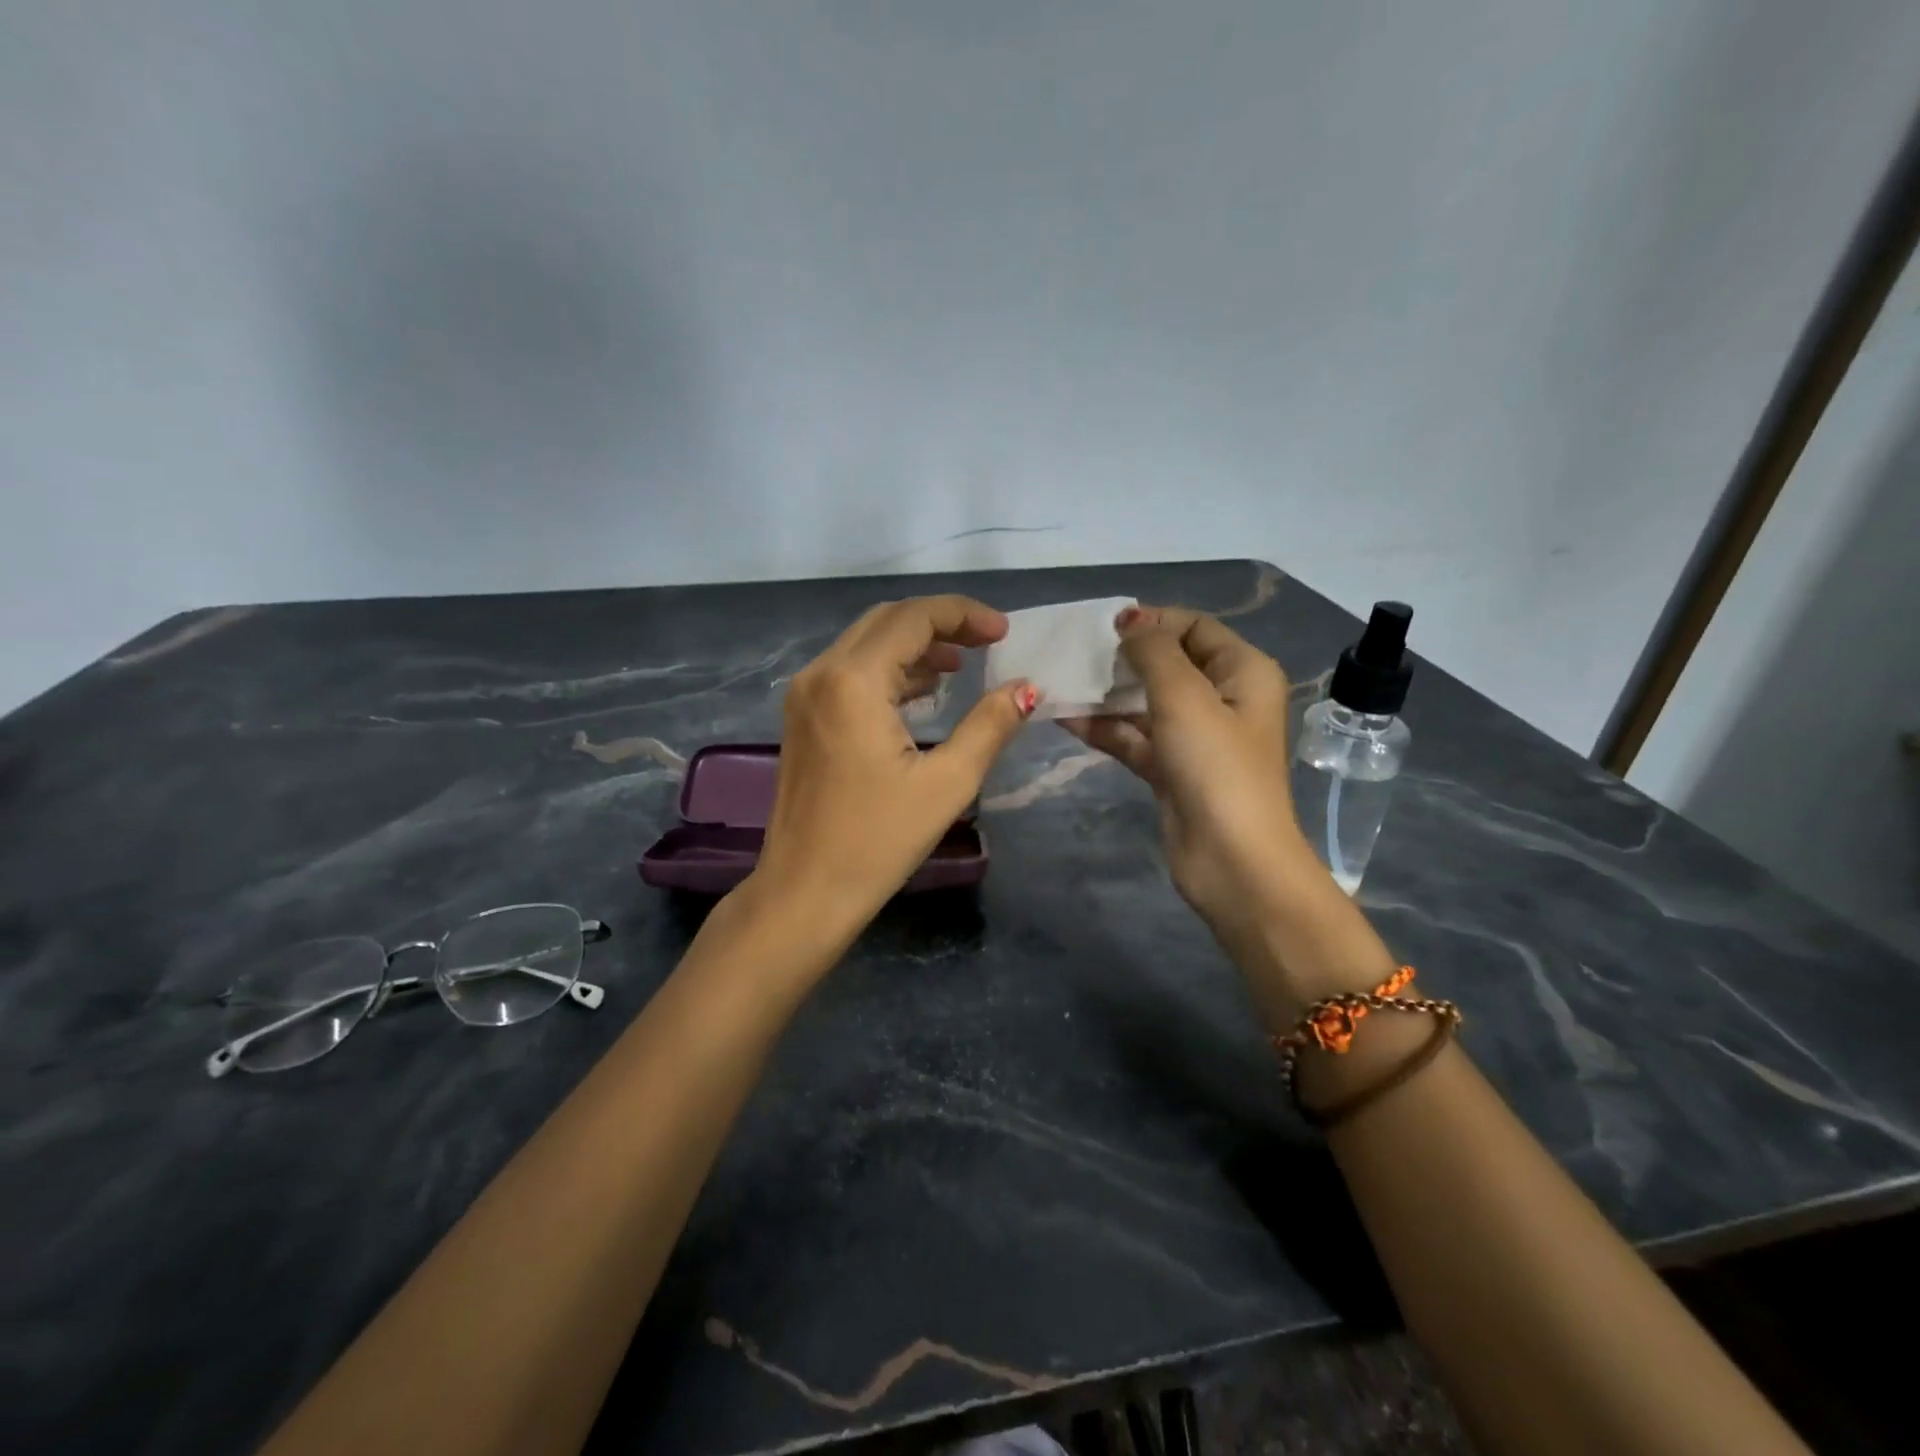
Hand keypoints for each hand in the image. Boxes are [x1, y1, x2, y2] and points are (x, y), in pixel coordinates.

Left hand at [753, 595, 1038, 937]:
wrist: (804, 892)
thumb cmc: (878, 841)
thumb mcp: (947, 783)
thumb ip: (990, 726)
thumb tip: (1027, 688)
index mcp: (853, 681)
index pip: (913, 618)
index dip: (963, 615)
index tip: (1004, 632)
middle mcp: (820, 673)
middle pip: (886, 621)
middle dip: (940, 623)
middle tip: (987, 642)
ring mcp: (804, 695)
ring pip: (865, 644)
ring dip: (914, 646)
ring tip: (962, 666)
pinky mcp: (802, 718)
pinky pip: (850, 672)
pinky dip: (889, 670)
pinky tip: (923, 692)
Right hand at [1062, 606, 1325, 977]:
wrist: (1231, 861)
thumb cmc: (1216, 767)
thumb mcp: (1185, 697)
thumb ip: (1154, 652)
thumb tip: (1130, 620)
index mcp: (1243, 672)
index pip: (1195, 627)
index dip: (1152, 621)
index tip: (1104, 627)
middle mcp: (1223, 699)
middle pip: (1168, 664)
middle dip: (1123, 658)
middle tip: (1075, 653)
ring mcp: (1195, 738)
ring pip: (1145, 703)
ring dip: (1106, 694)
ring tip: (1060, 681)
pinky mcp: (1172, 770)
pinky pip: (1134, 737)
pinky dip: (1104, 728)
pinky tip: (1063, 717)